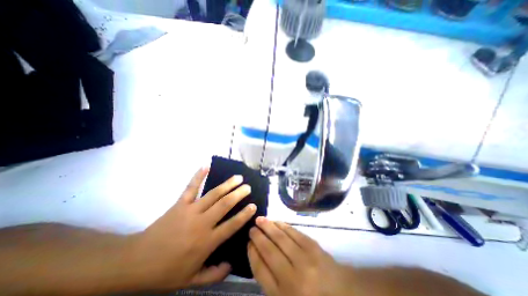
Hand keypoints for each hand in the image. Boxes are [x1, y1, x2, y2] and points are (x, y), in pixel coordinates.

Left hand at [131, 168, 256, 289]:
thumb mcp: (192, 280)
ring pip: (213, 194)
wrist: (135, 262)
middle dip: (239, 194)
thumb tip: (231, 265)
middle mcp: (202, 223)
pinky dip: (198, 176)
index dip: (244, 215)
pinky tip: (205, 166)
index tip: (253, 206)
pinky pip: (191, 188)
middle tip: (248, 187)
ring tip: (238, 177)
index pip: (231, 225)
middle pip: (225, 205)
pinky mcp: (180, 204)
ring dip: (227, 184)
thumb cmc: (165, 272)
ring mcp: (191, 210)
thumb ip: (214, 274)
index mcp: (207, 241)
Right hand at [248, 217, 349, 295]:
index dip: (252, 253)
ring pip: (280, 239)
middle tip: (252, 227)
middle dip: (258, 237)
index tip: (248, 243)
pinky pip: (294, 233)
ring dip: (268, 227)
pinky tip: (276, 221)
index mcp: (282, 295)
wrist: (343, 295)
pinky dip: (283, 226)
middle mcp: (291, 277)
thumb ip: (271, 282)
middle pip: (269, 251)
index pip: (260, 269)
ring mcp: (304, 260)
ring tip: (260, 219)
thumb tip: (258, 255)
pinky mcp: (314, 247)